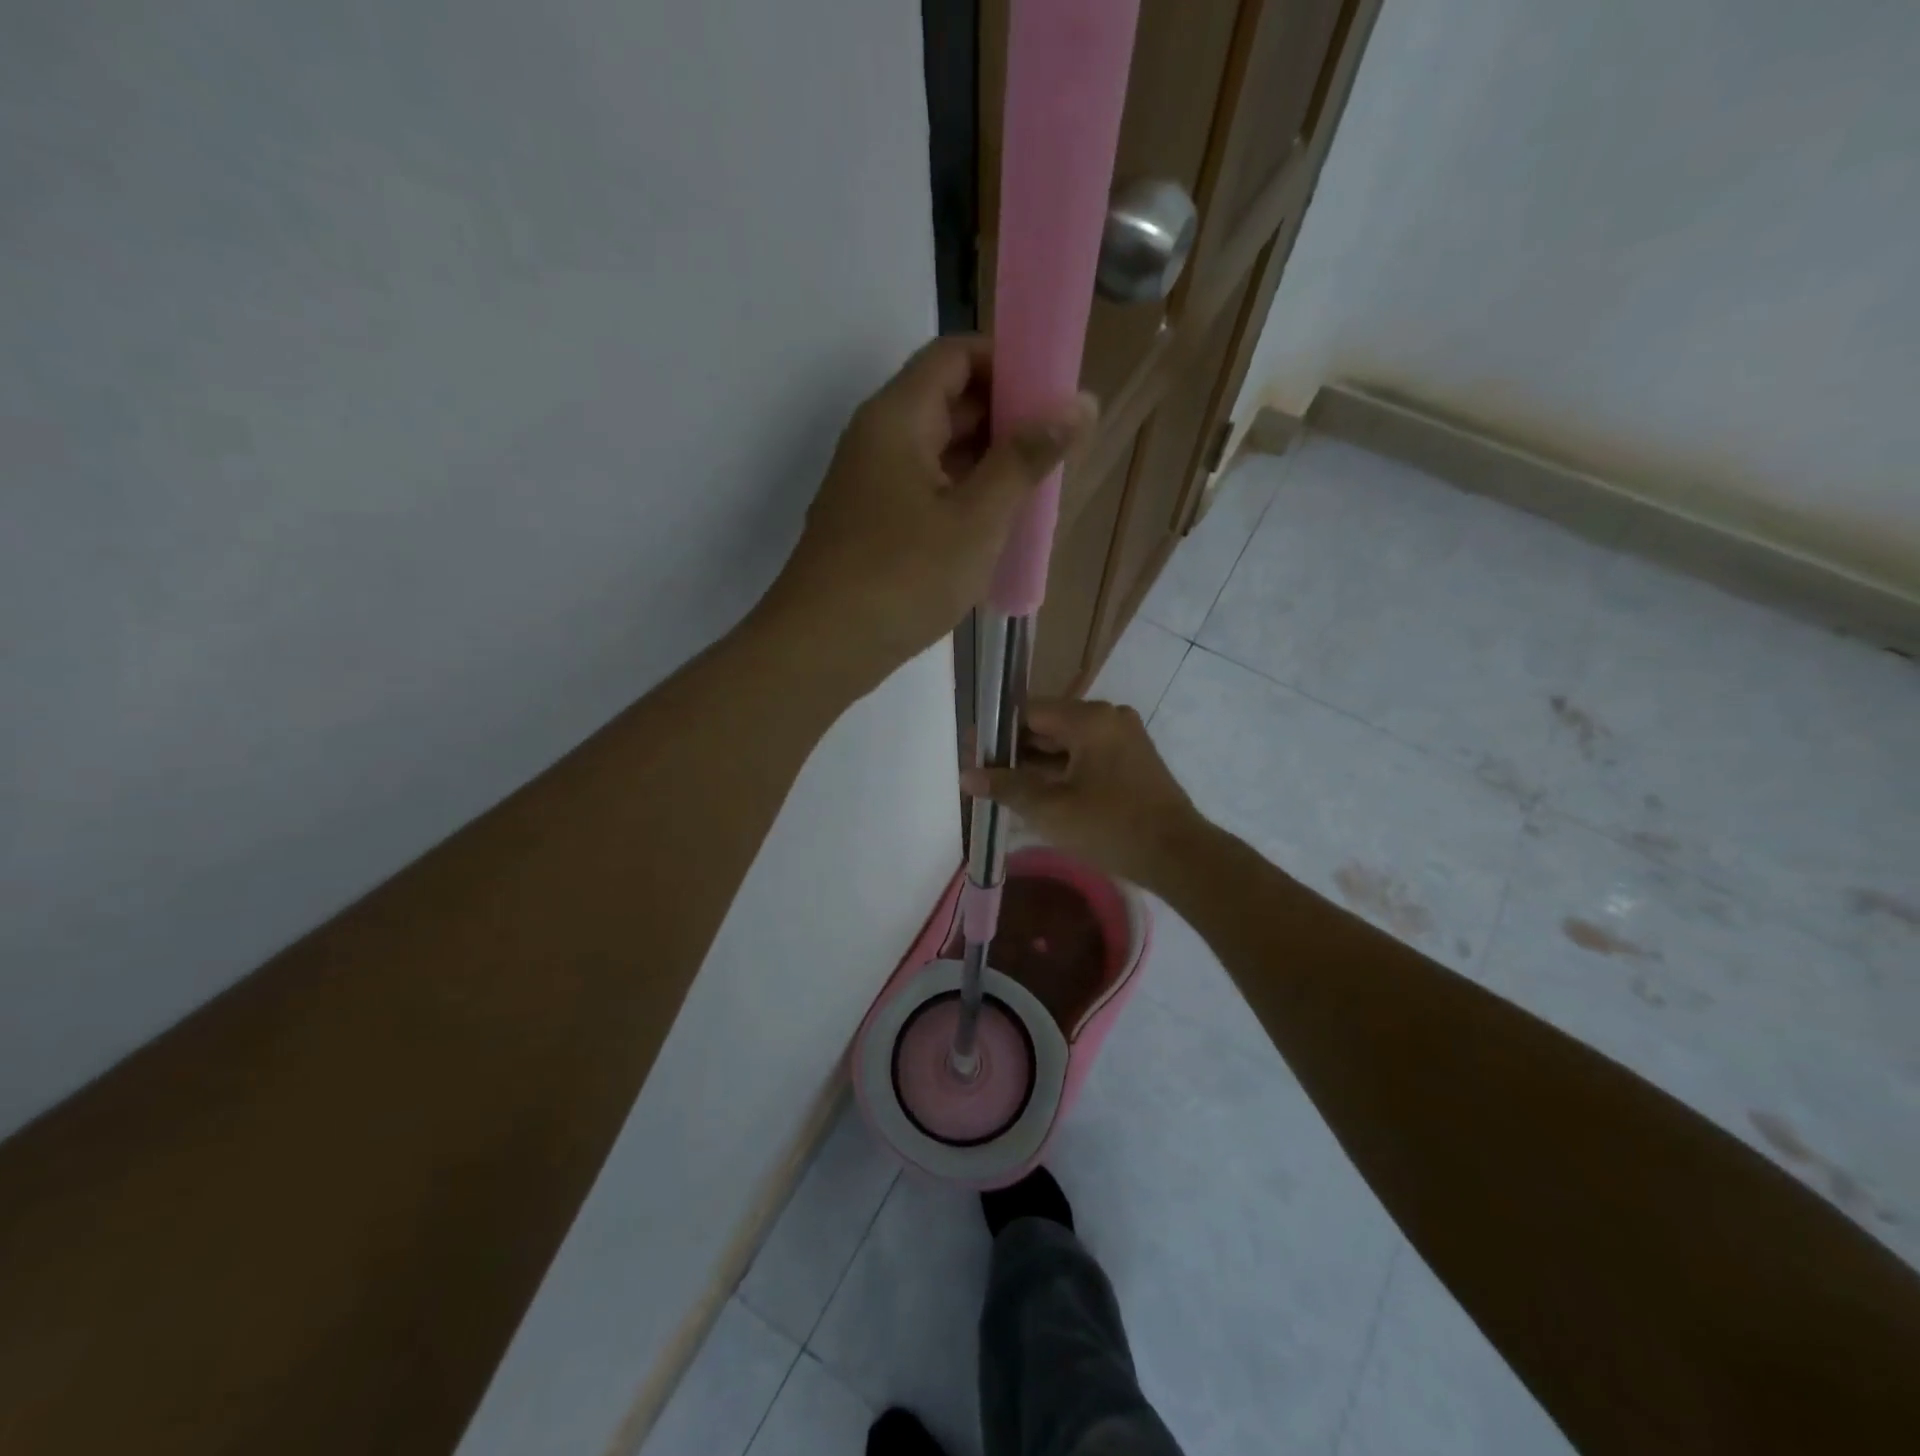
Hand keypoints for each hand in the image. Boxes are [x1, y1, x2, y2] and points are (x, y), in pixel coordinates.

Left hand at [763, 336, 1094, 687]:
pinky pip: (924, 490)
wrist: (822, 647)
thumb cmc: (903, 577)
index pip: (955, 355)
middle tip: (1058, 447)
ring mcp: (869, 484)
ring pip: (937, 451)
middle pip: (946, 401)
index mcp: (897, 417)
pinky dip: (961, 495)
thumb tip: (1080, 401)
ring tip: (1037, 487)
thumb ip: (1026, 458)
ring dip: (986, 462)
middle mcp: (877, 439)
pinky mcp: (870, 524)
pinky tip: (994, 526)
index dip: (1007, 361)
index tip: (1054, 393)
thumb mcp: (977, 518)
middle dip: (1005, 416)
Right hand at [961, 698, 1207, 888]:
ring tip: (1002, 786)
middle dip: (1014, 750)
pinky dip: (1061, 771)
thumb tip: (966, 774)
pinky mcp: (1131, 760)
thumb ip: (1006, 786)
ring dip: (1036, 763)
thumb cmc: (1110, 827)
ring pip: (1066, 743)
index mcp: (1089, 718)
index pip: (1029, 711)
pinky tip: (1037, 792)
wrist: (1178, 856)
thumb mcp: (1050, 809)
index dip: (996, 731)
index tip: (971, 751)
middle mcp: (1108, 717)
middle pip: (1048, 725)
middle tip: (981, 773)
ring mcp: (1123, 737)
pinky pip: (1085, 756)